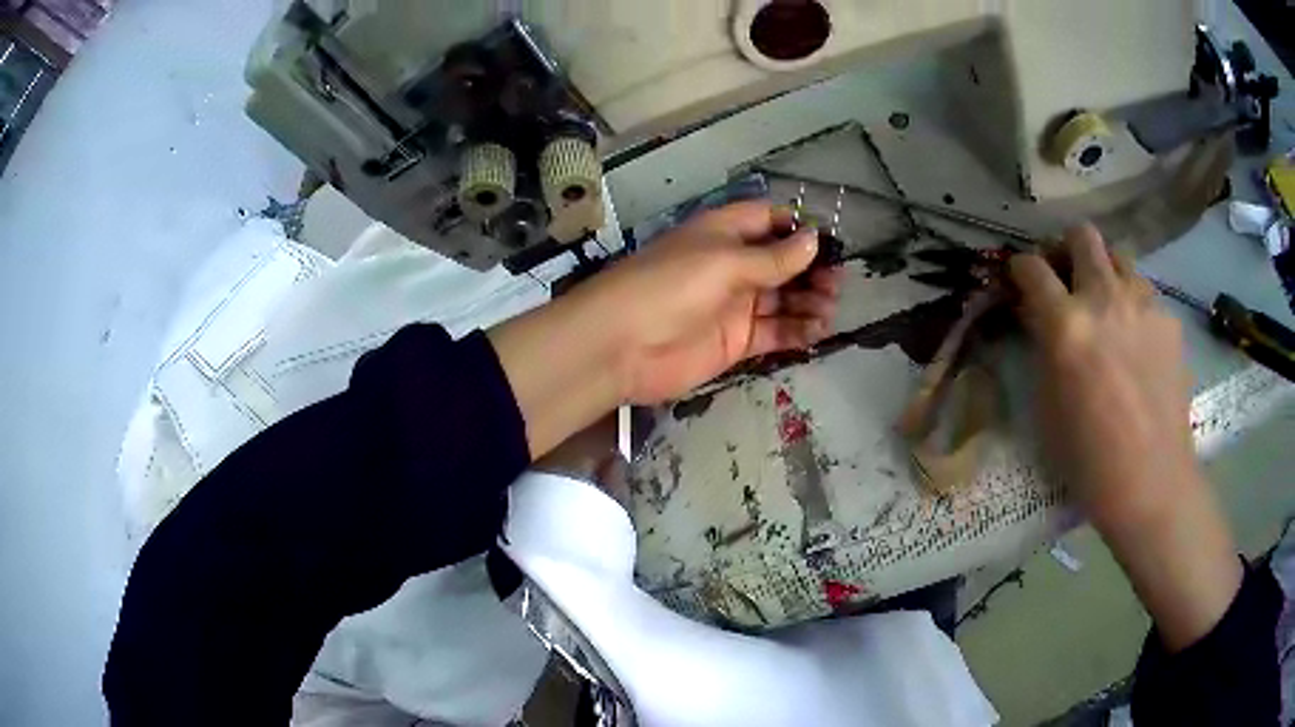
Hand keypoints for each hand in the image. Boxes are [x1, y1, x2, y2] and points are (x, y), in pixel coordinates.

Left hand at [489, 201, 839, 458]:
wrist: (621, 346)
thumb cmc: (670, 287)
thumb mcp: (724, 262)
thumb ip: (772, 257)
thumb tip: (814, 239)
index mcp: (724, 233)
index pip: (769, 220)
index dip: (799, 228)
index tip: (830, 242)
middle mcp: (732, 265)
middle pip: (783, 262)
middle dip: (812, 270)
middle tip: (836, 285)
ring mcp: (734, 305)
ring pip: (784, 299)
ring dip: (809, 302)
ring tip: (829, 310)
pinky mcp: (735, 341)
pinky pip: (774, 332)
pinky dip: (797, 332)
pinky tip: (816, 332)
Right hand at [1010, 224, 1240, 651]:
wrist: (1152, 483)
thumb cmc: (1089, 460)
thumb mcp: (1049, 405)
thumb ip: (1044, 347)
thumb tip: (1039, 316)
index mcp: (1066, 325)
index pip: (1032, 267)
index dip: (1020, 268)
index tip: (1021, 280)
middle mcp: (1105, 298)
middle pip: (1082, 235)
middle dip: (1067, 248)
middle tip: (1066, 278)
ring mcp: (1143, 304)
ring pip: (1119, 256)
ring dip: (1105, 272)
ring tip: (1107, 307)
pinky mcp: (1169, 320)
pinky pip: (1145, 294)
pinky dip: (1134, 305)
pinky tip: (1137, 343)